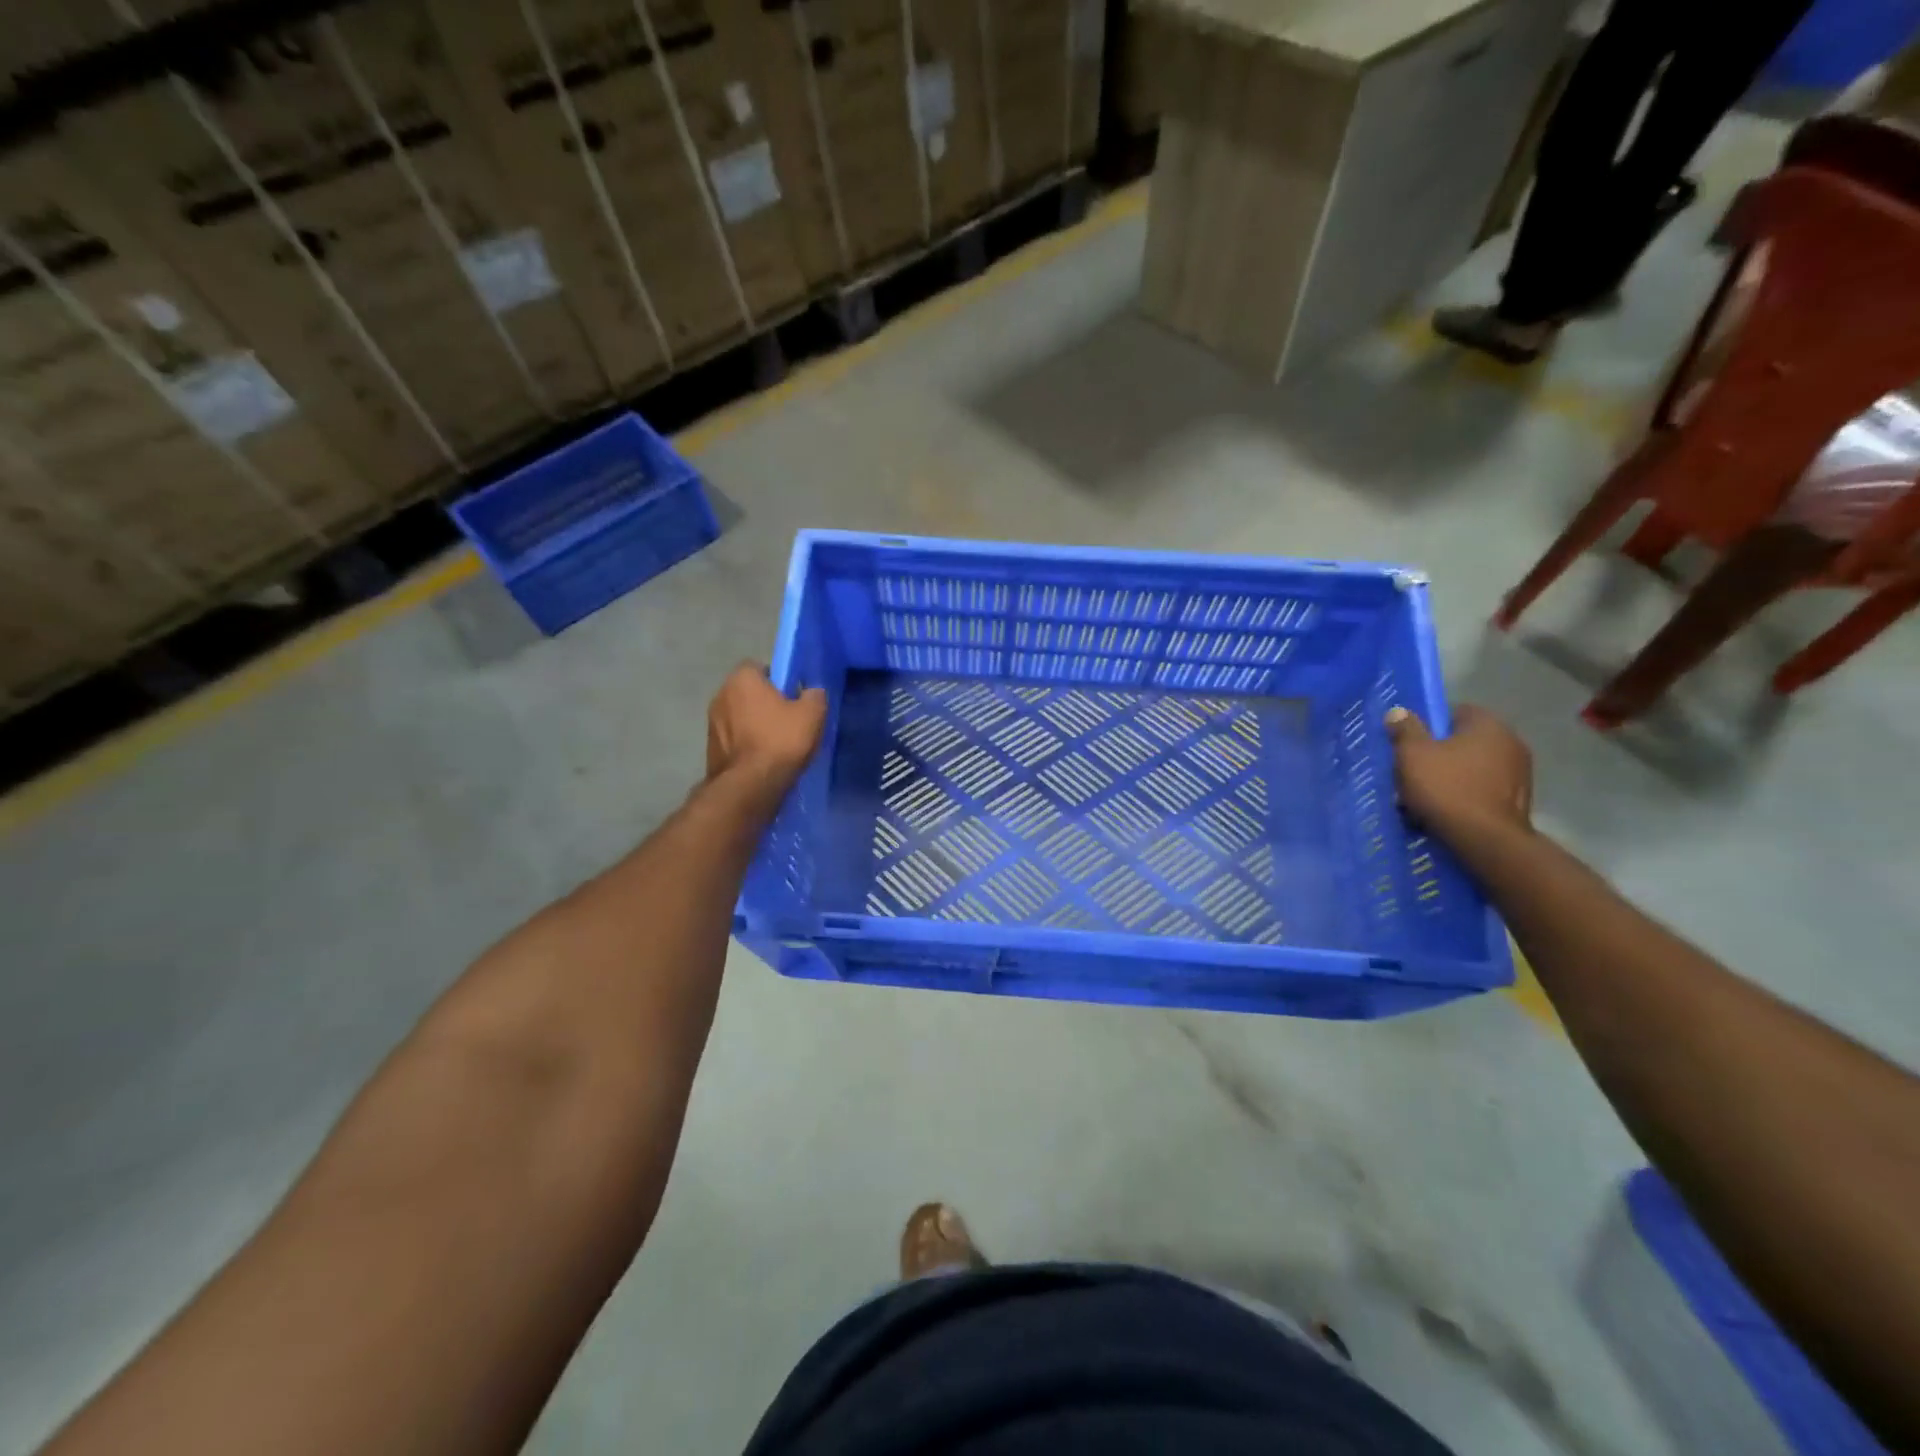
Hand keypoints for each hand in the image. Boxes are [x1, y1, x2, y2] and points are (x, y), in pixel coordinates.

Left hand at [707, 663, 826, 787]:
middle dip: (764, 702)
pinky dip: (746, 744)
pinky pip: (733, 739)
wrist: (749, 785)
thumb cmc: (780, 741)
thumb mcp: (811, 714)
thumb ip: (814, 695)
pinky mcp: (710, 748)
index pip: (759, 667)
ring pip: (739, 716)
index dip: (778, 679)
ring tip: (775, 743)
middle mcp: (720, 695)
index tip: (793, 696)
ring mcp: (711, 723)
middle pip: (747, 692)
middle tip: (787, 719)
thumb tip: (811, 692)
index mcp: (742, 679)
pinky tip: (762, 759)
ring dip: (753, 724)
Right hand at [1384, 704, 1531, 839]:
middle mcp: (1511, 743)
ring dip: (1449, 777)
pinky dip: (1463, 796)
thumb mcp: (1412, 754)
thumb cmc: (1446, 788)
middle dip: (1437, 754)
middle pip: (1462, 742)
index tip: (1408, 744)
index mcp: (1488, 725)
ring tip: (1423, 797)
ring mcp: (1519, 774)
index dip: (1427, 726)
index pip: (1454, 711)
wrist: (1485, 841)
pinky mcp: (1518, 801)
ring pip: (1471, 768)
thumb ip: (1405, 729)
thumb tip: (1399, 710)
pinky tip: (1444, 812)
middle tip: (1411, 771)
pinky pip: (1481, 790)